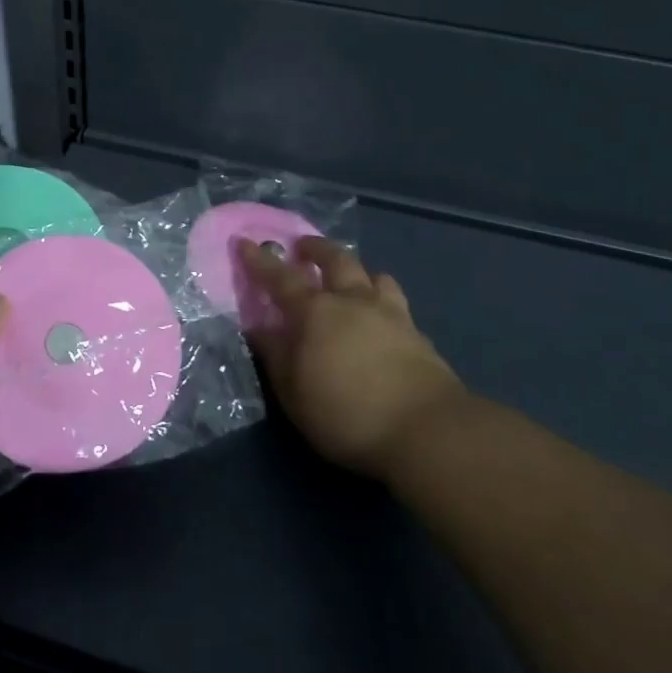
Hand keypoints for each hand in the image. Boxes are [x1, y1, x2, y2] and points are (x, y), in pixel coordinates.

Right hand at [237, 238, 465, 480]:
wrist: (427, 430)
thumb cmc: (347, 414)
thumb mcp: (294, 393)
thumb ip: (276, 356)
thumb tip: (259, 327)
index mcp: (316, 312)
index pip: (280, 277)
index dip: (259, 259)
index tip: (244, 241)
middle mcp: (353, 300)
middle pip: (335, 259)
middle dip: (315, 248)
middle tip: (302, 246)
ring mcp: (391, 313)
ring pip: (374, 275)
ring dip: (357, 270)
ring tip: (351, 277)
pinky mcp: (418, 334)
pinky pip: (396, 302)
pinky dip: (383, 299)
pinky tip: (382, 317)